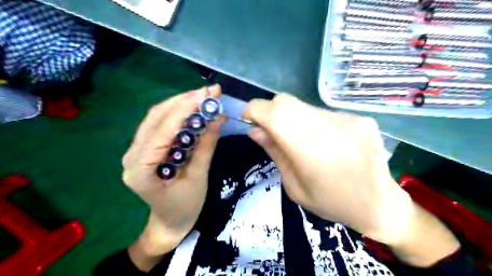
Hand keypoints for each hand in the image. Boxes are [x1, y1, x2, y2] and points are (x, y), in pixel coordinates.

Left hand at [123, 85, 222, 257]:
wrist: (170, 222)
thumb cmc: (185, 206)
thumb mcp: (199, 177)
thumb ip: (206, 146)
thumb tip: (218, 118)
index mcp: (141, 170)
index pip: (161, 131)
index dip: (183, 110)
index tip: (205, 95)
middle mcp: (132, 155)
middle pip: (155, 117)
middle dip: (183, 101)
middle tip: (209, 92)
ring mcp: (136, 150)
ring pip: (156, 117)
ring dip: (181, 104)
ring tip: (204, 96)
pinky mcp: (145, 148)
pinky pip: (160, 124)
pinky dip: (178, 114)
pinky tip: (193, 109)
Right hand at [243, 94, 459, 265]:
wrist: (379, 205)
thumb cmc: (331, 202)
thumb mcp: (294, 187)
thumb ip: (275, 153)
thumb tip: (254, 131)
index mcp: (310, 150)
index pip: (273, 112)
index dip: (254, 111)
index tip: (249, 121)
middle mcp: (330, 126)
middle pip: (285, 102)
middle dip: (270, 113)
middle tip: (272, 133)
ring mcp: (348, 119)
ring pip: (304, 106)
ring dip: (292, 118)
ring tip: (299, 140)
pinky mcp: (360, 118)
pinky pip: (323, 112)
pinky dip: (312, 121)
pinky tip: (323, 141)